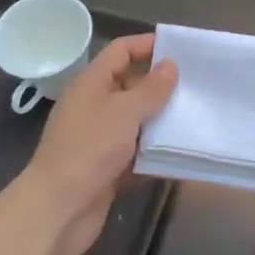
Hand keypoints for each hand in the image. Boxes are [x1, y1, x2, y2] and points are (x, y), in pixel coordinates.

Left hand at [20, 33, 176, 254]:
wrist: (58, 210)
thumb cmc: (89, 149)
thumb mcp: (124, 112)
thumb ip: (151, 89)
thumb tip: (170, 65)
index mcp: (92, 84)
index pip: (121, 51)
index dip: (148, 45)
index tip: (181, 50)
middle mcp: (95, 106)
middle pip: (131, 85)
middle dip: (161, 85)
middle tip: (197, 86)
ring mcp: (100, 138)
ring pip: (137, 121)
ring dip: (162, 121)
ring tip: (196, 117)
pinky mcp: (108, 168)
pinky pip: (137, 153)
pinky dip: (155, 153)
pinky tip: (181, 153)